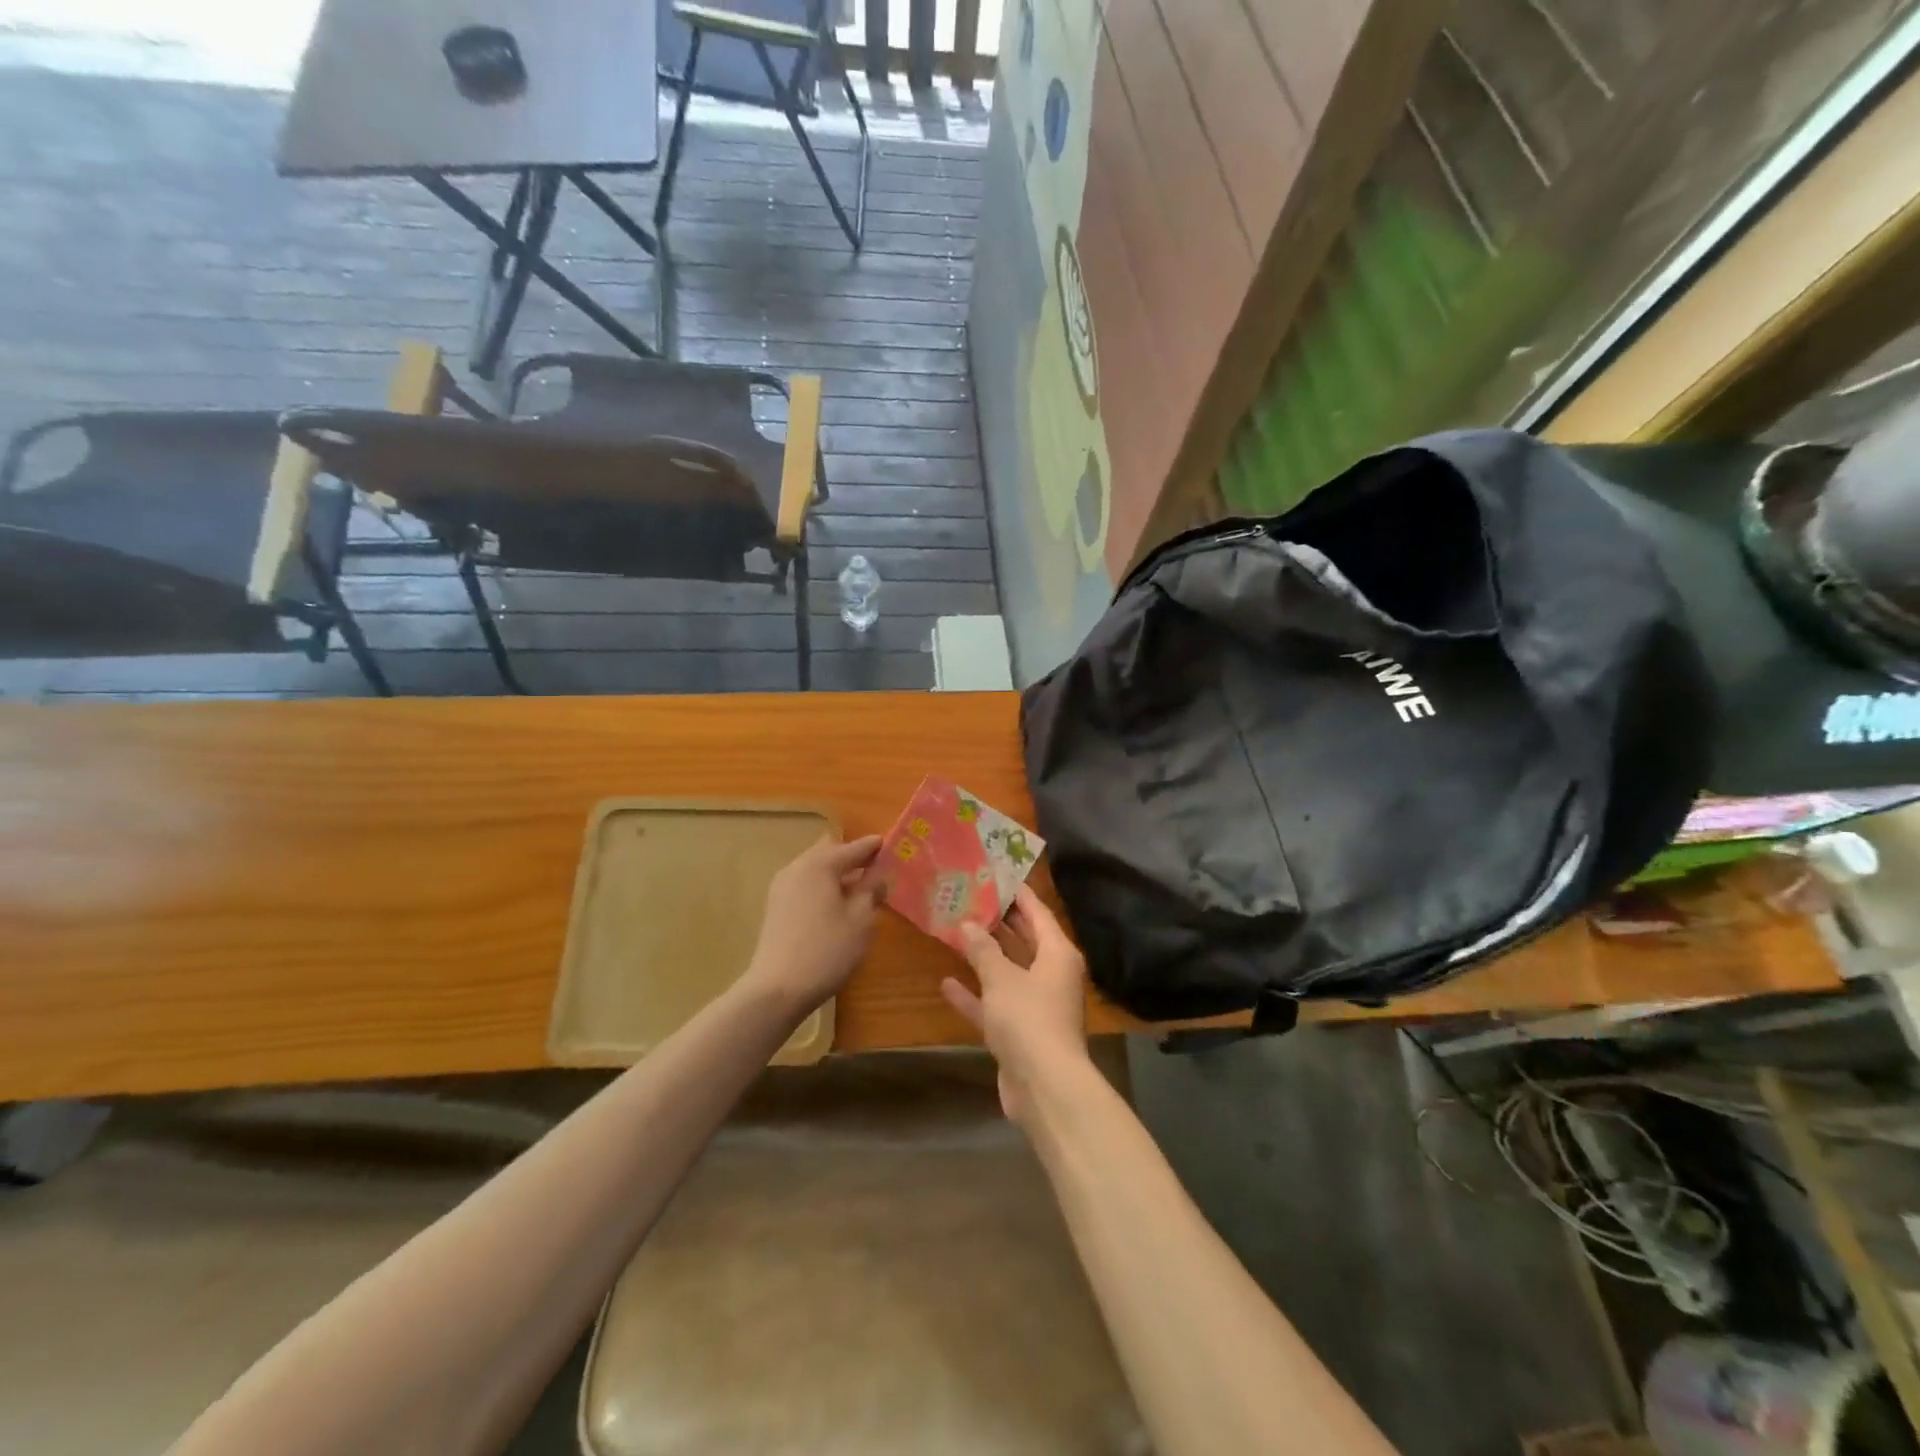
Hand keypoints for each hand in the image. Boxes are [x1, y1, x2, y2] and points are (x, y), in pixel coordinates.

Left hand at [743, 834, 883, 1012]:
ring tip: (859, 889)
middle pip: (829, 853)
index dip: (873, 847)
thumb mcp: (861, 920)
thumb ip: (871, 891)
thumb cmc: (826, 950)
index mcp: (819, 864)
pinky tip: (836, 906)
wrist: (777, 989)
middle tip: (875, 868)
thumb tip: (877, 876)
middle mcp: (797, 868)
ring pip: (815, 871)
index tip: (890, 845)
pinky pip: (805, 886)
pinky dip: (823, 888)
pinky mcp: (775, 908)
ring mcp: (781, 888)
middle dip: (852, 858)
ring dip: (836, 875)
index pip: (852, 847)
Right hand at [941, 887, 1089, 1125]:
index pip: (1038, 912)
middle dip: (998, 922)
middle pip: (1024, 940)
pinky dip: (974, 995)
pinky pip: (995, 1004)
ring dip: (984, 957)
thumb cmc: (1029, 1019)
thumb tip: (968, 924)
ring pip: (1007, 972)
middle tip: (969, 899)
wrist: (1045, 1087)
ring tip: (956, 932)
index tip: (996, 874)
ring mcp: (1035, 1005)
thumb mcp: (1002, 978)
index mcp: (1057, 954)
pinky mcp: (1019, 1032)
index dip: (1018, 893)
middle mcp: (1050, 975)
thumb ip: (983, 950)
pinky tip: (946, 983)